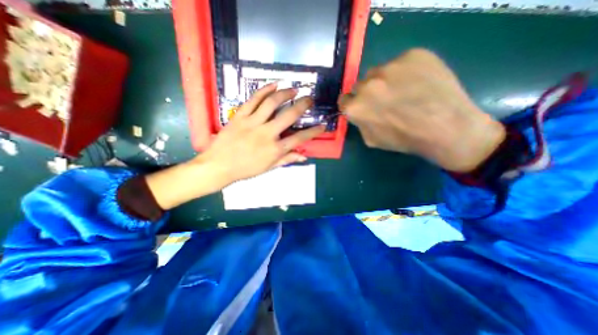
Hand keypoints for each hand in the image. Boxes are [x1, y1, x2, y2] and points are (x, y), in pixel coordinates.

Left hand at [146, 81, 321, 209]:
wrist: (218, 166)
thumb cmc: (245, 169)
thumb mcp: (268, 168)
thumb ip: (286, 159)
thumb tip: (304, 156)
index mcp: (275, 149)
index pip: (300, 138)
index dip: (314, 132)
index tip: (322, 126)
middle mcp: (267, 134)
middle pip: (289, 115)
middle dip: (303, 105)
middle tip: (310, 99)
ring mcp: (252, 123)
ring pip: (272, 103)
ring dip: (285, 93)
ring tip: (294, 89)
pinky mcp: (240, 116)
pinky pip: (253, 99)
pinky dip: (264, 90)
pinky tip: (274, 85)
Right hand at [341, 48, 503, 171]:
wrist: (445, 127)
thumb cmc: (404, 139)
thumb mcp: (372, 140)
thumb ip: (360, 123)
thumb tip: (359, 113)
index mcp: (355, 107)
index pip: (343, 100)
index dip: (351, 104)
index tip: (361, 106)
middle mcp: (367, 85)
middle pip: (360, 85)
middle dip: (367, 93)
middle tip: (384, 100)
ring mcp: (389, 67)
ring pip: (379, 72)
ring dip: (384, 81)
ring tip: (403, 90)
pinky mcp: (412, 54)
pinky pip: (401, 62)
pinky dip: (405, 71)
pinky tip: (418, 82)